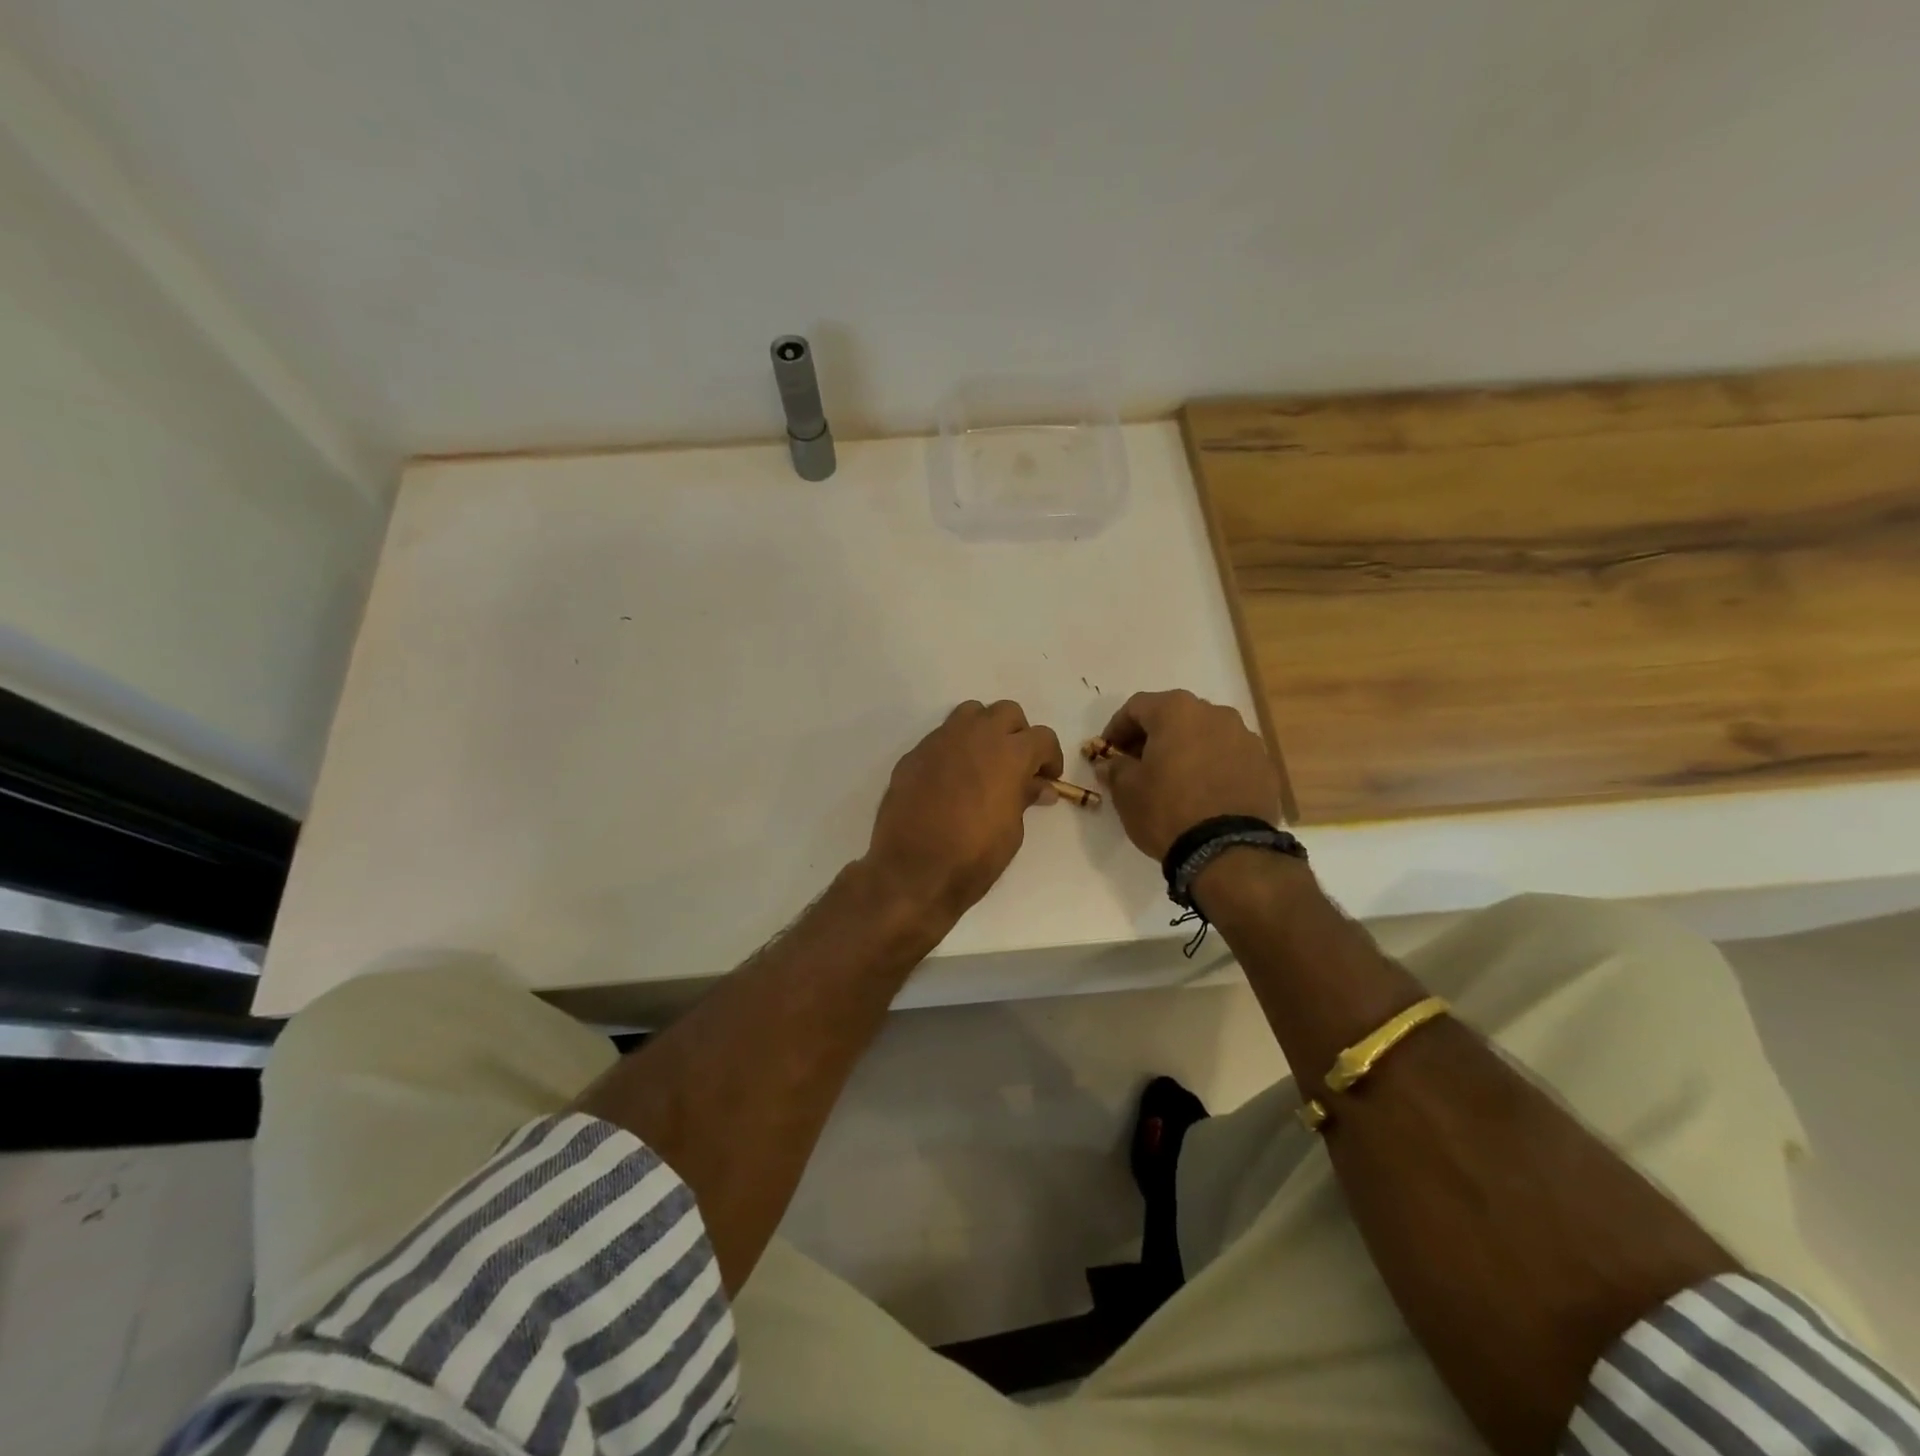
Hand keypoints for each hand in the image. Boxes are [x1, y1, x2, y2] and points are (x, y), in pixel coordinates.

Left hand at [865, 701, 1063, 923]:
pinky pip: (941, 738)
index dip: (1050, 757)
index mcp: (1010, 753)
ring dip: (983, 730)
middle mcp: (976, 735)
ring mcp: (941, 740)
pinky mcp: (914, 754)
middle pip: (1006, 712)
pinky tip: (950, 780)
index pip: (1042, 737)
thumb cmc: (973, 856)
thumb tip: (1039, 787)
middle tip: (1016, 765)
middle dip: (1017, 734)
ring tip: (983, 762)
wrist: (912, 870)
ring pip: (970, 713)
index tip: (1047, 778)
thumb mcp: (1012, 830)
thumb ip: (1025, 798)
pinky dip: (954, 749)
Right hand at [1095, 690, 1282, 860]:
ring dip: (1185, 749)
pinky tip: (1203, 792)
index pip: (1137, 707)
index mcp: (1177, 711)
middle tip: (1138, 764)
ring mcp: (1245, 738)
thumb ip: (1116, 768)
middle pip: (1174, 716)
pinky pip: (1229, 757)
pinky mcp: (1263, 765)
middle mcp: (1215, 714)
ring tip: (1174, 779)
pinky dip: (1212, 766)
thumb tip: (1111, 763)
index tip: (1108, 752)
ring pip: (1205, 735)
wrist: (1227, 850)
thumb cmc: (1167, 810)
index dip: (1117, 728)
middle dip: (1153, 736)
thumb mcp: (1126, 790)